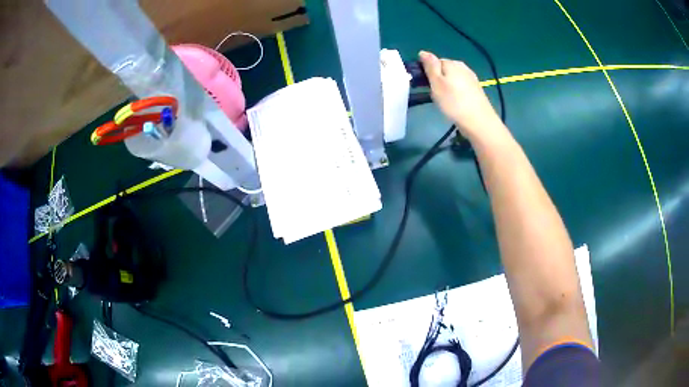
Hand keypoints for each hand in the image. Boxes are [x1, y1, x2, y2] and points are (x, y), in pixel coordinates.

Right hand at [419, 51, 503, 140]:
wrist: (479, 122)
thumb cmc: (454, 102)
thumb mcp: (436, 83)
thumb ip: (430, 66)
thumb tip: (422, 52)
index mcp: (451, 63)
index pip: (434, 62)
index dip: (429, 73)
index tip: (426, 86)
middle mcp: (462, 66)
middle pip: (445, 69)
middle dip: (439, 79)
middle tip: (436, 95)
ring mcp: (471, 78)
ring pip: (453, 78)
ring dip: (448, 86)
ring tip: (446, 101)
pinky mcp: (477, 89)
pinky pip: (462, 86)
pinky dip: (457, 92)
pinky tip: (457, 103)